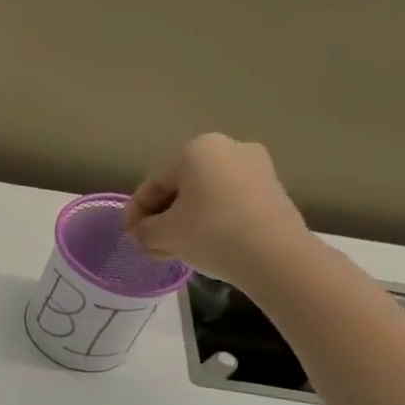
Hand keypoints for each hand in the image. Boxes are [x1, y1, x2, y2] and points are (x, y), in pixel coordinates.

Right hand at [120, 133, 310, 290]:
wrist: (276, 256)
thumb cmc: (211, 233)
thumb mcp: (163, 235)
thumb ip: (143, 231)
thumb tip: (140, 233)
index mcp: (197, 150)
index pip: (154, 183)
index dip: (135, 212)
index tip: (128, 236)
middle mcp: (228, 148)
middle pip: (181, 187)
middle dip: (162, 217)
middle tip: (150, 244)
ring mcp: (256, 167)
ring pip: (205, 196)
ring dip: (184, 221)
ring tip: (173, 250)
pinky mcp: (272, 190)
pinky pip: (228, 202)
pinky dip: (210, 221)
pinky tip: (201, 245)